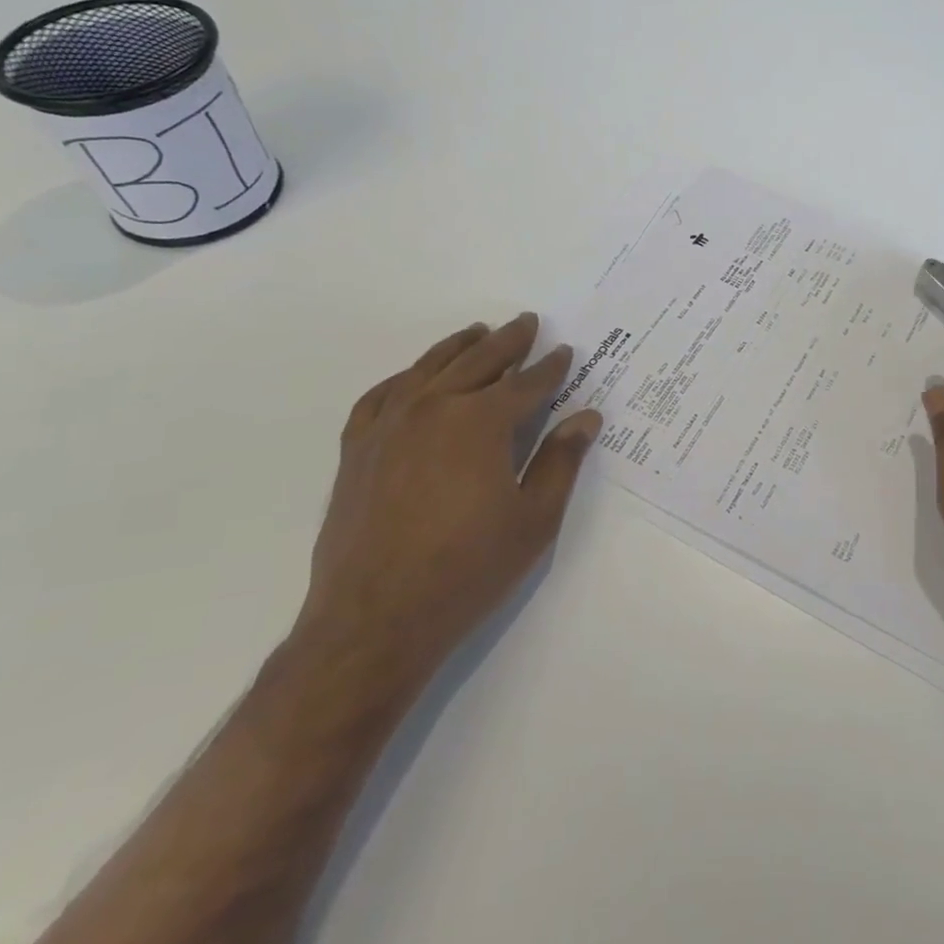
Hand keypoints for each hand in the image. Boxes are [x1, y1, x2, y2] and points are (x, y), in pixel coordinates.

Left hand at [295, 313, 603, 686]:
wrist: (374, 621)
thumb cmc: (468, 570)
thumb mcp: (534, 519)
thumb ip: (561, 461)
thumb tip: (586, 417)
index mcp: (481, 422)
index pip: (525, 384)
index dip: (550, 368)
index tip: (565, 351)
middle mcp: (433, 408)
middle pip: (478, 362)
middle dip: (508, 341)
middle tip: (526, 323)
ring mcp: (388, 426)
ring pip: (428, 369)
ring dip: (458, 347)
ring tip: (477, 332)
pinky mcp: (357, 449)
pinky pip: (381, 396)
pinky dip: (404, 378)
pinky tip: (414, 377)